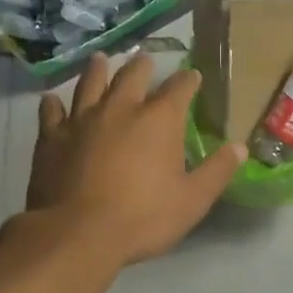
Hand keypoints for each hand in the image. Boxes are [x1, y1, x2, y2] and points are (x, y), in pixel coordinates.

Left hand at [26, 52, 243, 266]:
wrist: (77, 233)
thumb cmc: (143, 217)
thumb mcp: (192, 200)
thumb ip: (217, 171)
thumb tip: (240, 147)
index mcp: (159, 120)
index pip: (179, 88)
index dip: (188, 80)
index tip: (193, 76)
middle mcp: (120, 108)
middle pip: (132, 76)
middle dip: (142, 65)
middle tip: (145, 59)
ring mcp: (82, 120)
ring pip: (90, 84)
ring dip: (98, 70)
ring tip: (101, 59)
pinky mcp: (52, 137)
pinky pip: (52, 112)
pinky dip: (54, 104)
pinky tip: (52, 100)